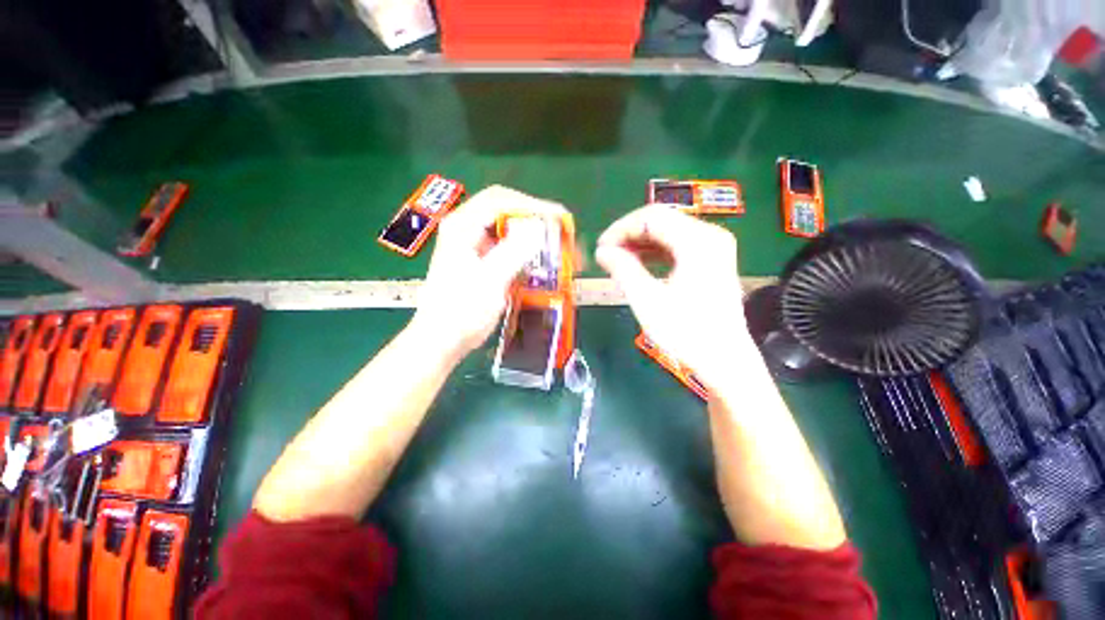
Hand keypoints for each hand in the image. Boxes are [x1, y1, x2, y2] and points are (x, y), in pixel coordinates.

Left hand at [411, 185, 567, 358]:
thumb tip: (539, 227)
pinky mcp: (485, 261)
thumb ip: (513, 252)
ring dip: (535, 236)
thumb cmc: (461, 312)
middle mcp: (468, 229)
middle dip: (536, 219)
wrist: (444, 340)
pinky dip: (529, 252)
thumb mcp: (489, 281)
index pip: (500, 200)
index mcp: (462, 226)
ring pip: (511, 229)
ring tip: (559, 246)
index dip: (531, 205)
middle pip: (507, 211)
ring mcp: (476, 246)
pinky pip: (512, 248)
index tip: (558, 218)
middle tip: (561, 232)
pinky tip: (544, 261)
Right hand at [595, 205, 753, 389]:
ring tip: (618, 261)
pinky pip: (676, 245)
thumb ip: (623, 269)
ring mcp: (713, 247)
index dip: (621, 229)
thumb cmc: (685, 333)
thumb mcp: (647, 301)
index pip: (651, 217)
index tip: (601, 248)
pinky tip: (638, 264)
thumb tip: (602, 251)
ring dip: (640, 243)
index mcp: (698, 242)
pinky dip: (654, 252)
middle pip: (661, 220)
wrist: (723, 361)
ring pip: (667, 232)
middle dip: (629, 235)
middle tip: (607, 255)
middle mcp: (710, 236)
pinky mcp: (711, 260)